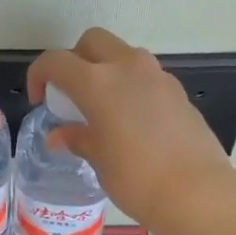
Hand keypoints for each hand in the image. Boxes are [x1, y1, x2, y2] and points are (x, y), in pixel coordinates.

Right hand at [27, 28, 235, 232]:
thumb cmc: (136, 179)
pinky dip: (130, 87)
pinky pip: (145, 76)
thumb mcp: (99, 160)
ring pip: (122, 55)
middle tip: (71, 94)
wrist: (196, 192)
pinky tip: (131, 121)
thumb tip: (60, 135)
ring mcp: (157, 76)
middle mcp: (127, 67)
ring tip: (101, 108)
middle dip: (75, 60)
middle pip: (92, 42)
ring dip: (106, 70)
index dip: (40, 75)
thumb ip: (78, 138)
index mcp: (98, 82)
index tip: (39, 99)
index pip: (56, 61)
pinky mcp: (177, 91)